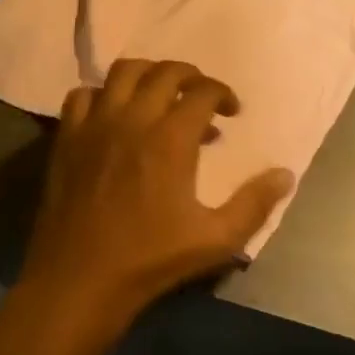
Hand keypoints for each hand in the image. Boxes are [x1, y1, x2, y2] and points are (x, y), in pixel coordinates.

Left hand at [19, 59, 294, 332]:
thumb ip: (253, 204)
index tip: (231, 111)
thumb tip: (286, 174)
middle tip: (201, 97)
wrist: (78, 284)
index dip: (223, 94)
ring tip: (159, 93)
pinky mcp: (68, 137)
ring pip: (124, 71)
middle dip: (191, 76)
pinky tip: (113, 113)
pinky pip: (83, 94)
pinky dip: (102, 94)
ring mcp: (96, 124)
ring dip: (148, 73)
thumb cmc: (149, 261)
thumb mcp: (214, 240)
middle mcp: (134, 118)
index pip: (203, 91)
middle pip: (166, 71)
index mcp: (171, 138)